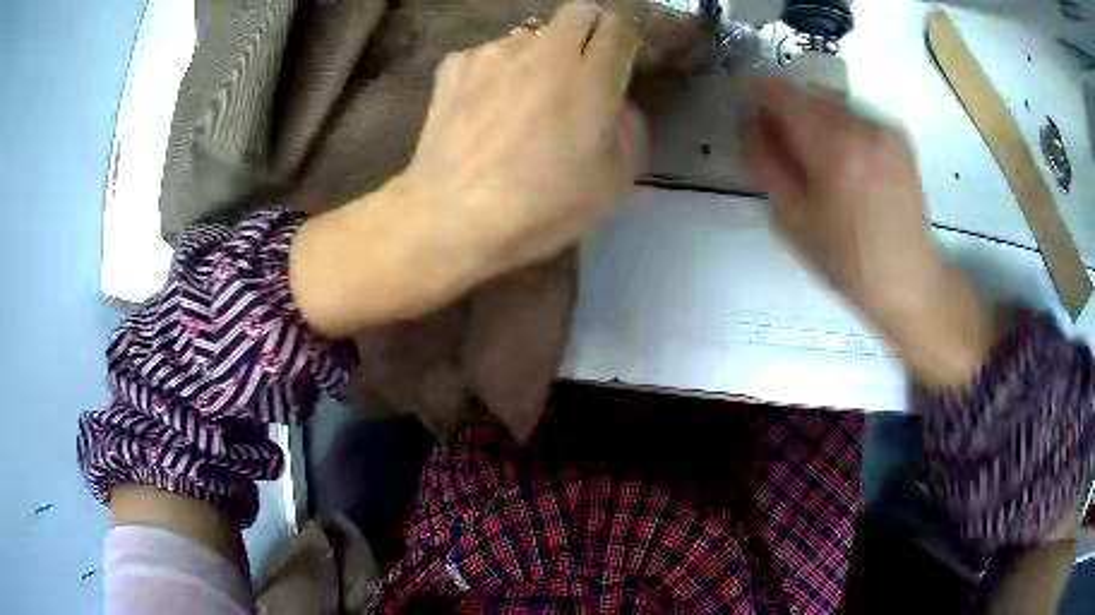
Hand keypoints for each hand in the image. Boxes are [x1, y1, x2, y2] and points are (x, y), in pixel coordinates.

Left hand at [291, 0, 645, 337]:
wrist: (451, 215)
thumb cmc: (540, 206)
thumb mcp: (614, 182)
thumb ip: (630, 130)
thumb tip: (616, 104)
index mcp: (590, 76)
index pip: (618, 28)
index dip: (623, 40)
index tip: (619, 60)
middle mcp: (545, 49)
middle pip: (578, 12)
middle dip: (588, 31)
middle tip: (582, 66)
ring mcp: (495, 52)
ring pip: (531, 33)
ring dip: (538, 53)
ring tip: (524, 95)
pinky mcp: (456, 63)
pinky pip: (488, 54)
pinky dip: (495, 71)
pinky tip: (484, 105)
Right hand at [744, 81, 994, 388]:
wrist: (908, 280)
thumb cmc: (847, 260)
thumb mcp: (791, 219)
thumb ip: (765, 162)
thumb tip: (751, 123)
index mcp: (833, 146)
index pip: (779, 93)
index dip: (756, 97)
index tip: (749, 114)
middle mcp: (861, 125)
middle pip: (806, 95)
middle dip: (787, 114)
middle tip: (783, 150)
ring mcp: (885, 128)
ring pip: (831, 105)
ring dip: (814, 122)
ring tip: (818, 163)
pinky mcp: (899, 137)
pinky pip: (855, 118)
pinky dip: (840, 130)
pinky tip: (846, 165)